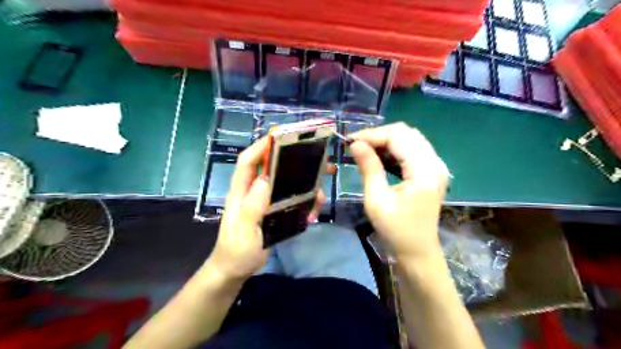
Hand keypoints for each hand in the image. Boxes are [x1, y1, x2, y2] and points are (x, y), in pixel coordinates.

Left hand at [209, 137, 335, 279]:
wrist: (237, 269)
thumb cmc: (236, 250)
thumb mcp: (243, 232)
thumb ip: (251, 207)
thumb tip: (265, 179)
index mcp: (241, 191)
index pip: (249, 160)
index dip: (263, 145)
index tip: (283, 136)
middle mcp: (254, 190)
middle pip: (273, 167)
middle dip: (295, 161)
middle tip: (319, 161)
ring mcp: (265, 200)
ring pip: (288, 182)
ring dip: (306, 184)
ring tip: (321, 193)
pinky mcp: (274, 209)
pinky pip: (293, 198)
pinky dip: (305, 201)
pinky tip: (314, 210)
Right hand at [349, 123, 451, 261]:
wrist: (418, 251)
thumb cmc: (396, 230)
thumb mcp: (377, 200)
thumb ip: (369, 168)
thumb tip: (355, 144)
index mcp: (424, 171)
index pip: (398, 136)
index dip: (372, 135)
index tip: (350, 141)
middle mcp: (435, 163)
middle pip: (406, 133)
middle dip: (379, 135)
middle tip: (356, 146)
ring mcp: (436, 166)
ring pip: (410, 138)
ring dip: (386, 141)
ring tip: (365, 150)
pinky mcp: (432, 171)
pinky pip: (413, 149)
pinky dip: (394, 149)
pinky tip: (379, 157)